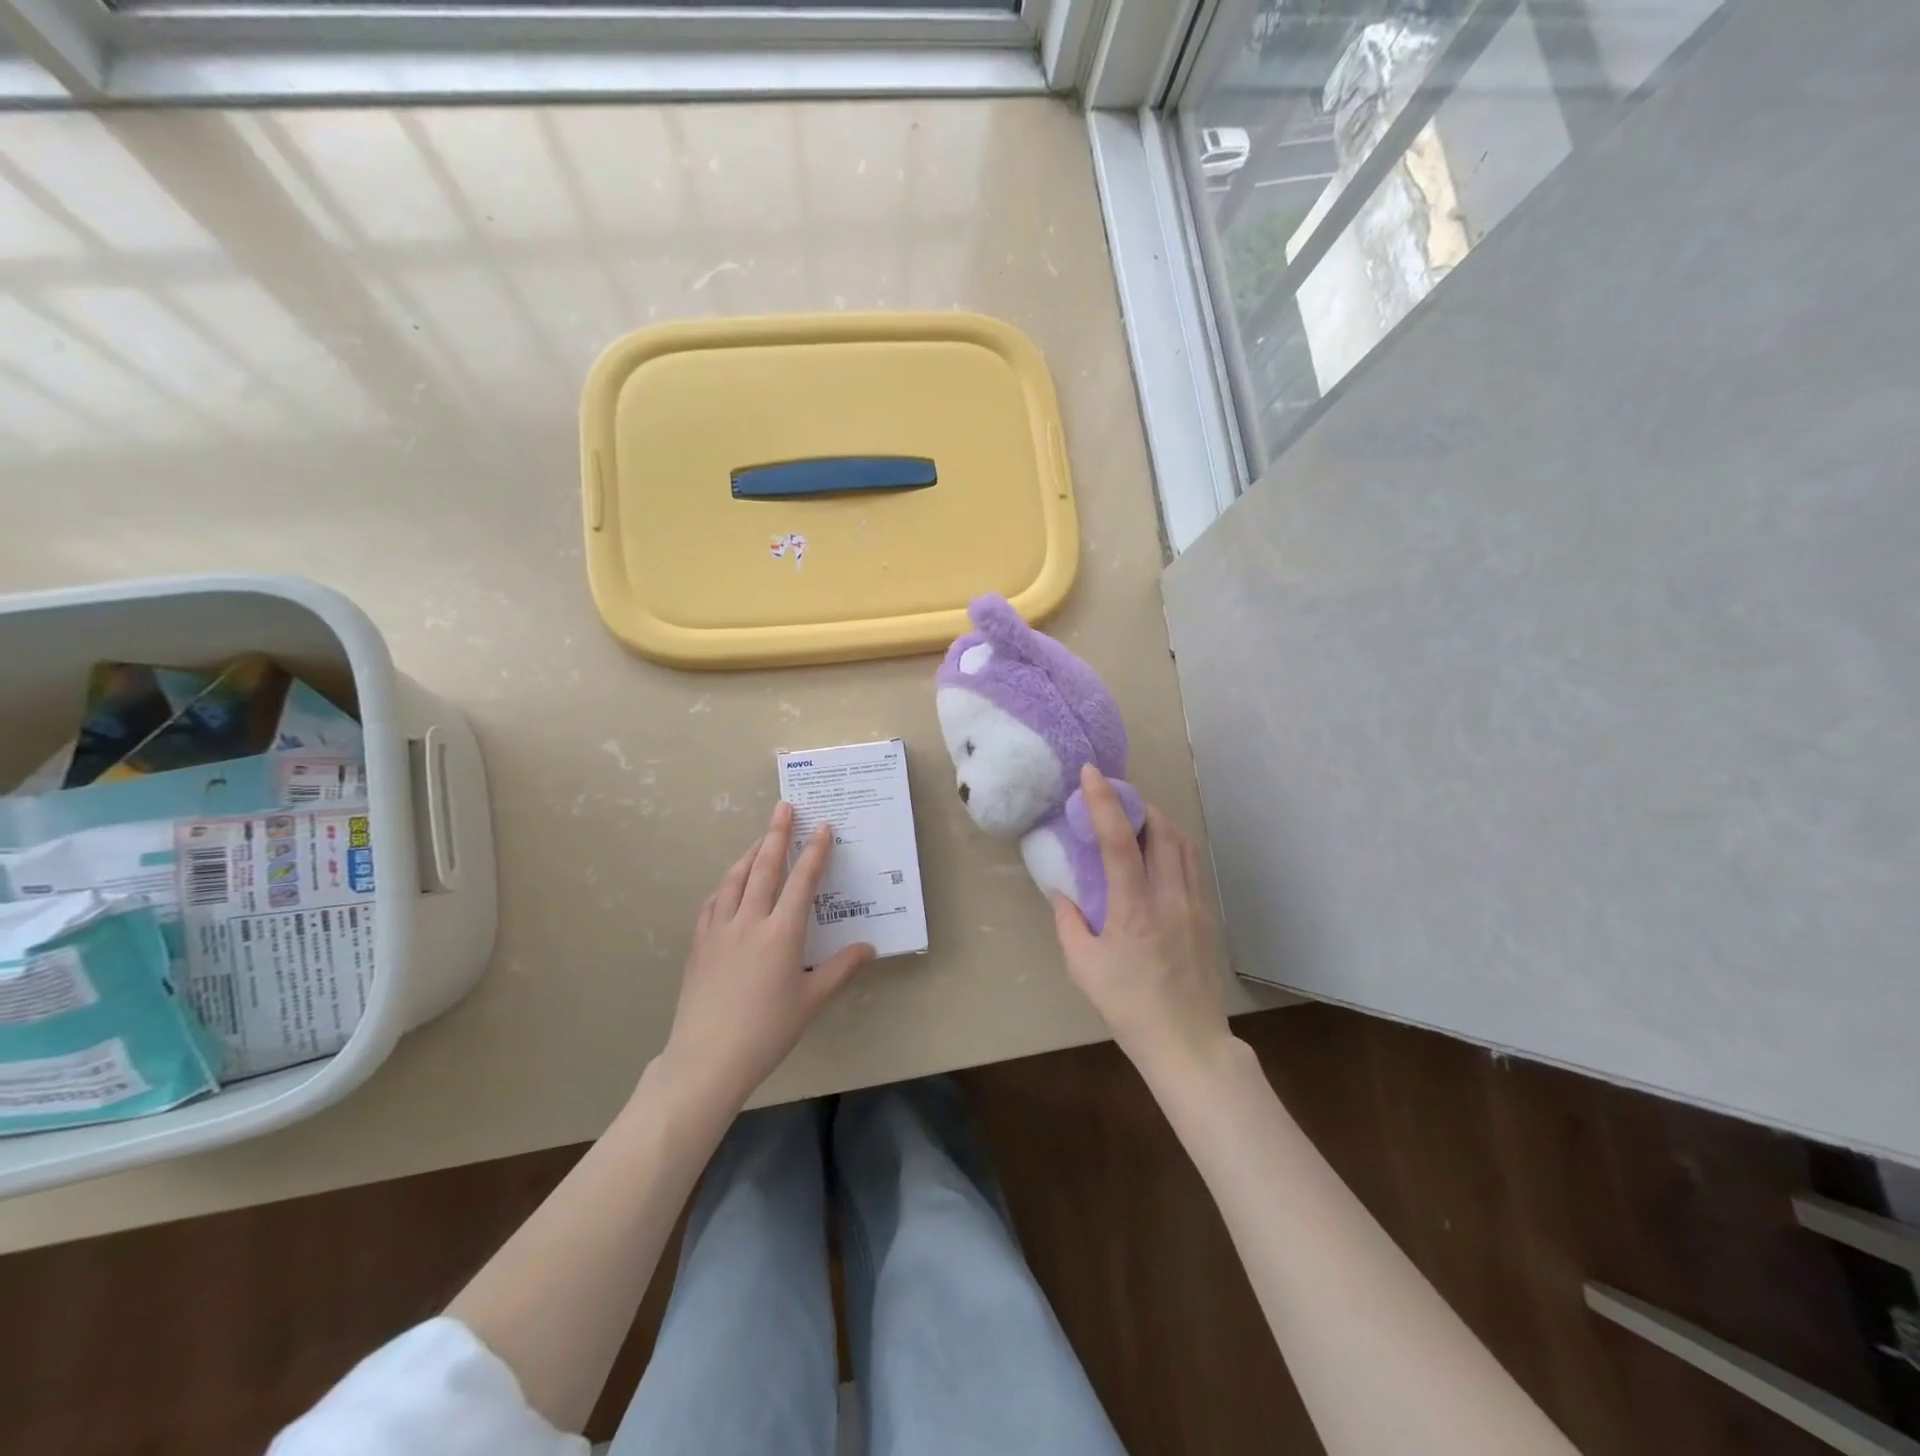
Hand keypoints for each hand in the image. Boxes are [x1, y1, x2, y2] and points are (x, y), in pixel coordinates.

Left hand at [657, 802, 873, 1110]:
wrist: (707, 1059)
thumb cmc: (767, 1031)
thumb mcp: (811, 1001)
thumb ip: (841, 969)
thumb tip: (868, 947)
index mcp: (782, 933)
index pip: (802, 882)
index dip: (815, 852)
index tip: (823, 827)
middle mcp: (750, 922)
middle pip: (765, 868)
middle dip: (777, 835)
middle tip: (784, 808)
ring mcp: (719, 930)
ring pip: (736, 879)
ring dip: (751, 854)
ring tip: (761, 838)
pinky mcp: (699, 944)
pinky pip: (713, 902)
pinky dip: (726, 884)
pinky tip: (729, 883)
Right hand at [1051, 764, 1230, 1084]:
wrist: (1187, 1042)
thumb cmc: (1128, 1006)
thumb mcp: (1083, 967)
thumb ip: (1068, 923)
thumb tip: (1062, 893)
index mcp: (1135, 910)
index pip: (1120, 841)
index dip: (1104, 802)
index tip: (1091, 774)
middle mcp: (1170, 898)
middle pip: (1162, 830)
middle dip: (1138, 803)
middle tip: (1115, 795)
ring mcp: (1195, 905)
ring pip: (1184, 843)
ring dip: (1159, 821)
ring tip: (1138, 817)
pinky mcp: (1207, 916)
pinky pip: (1192, 864)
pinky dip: (1174, 844)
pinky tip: (1159, 852)